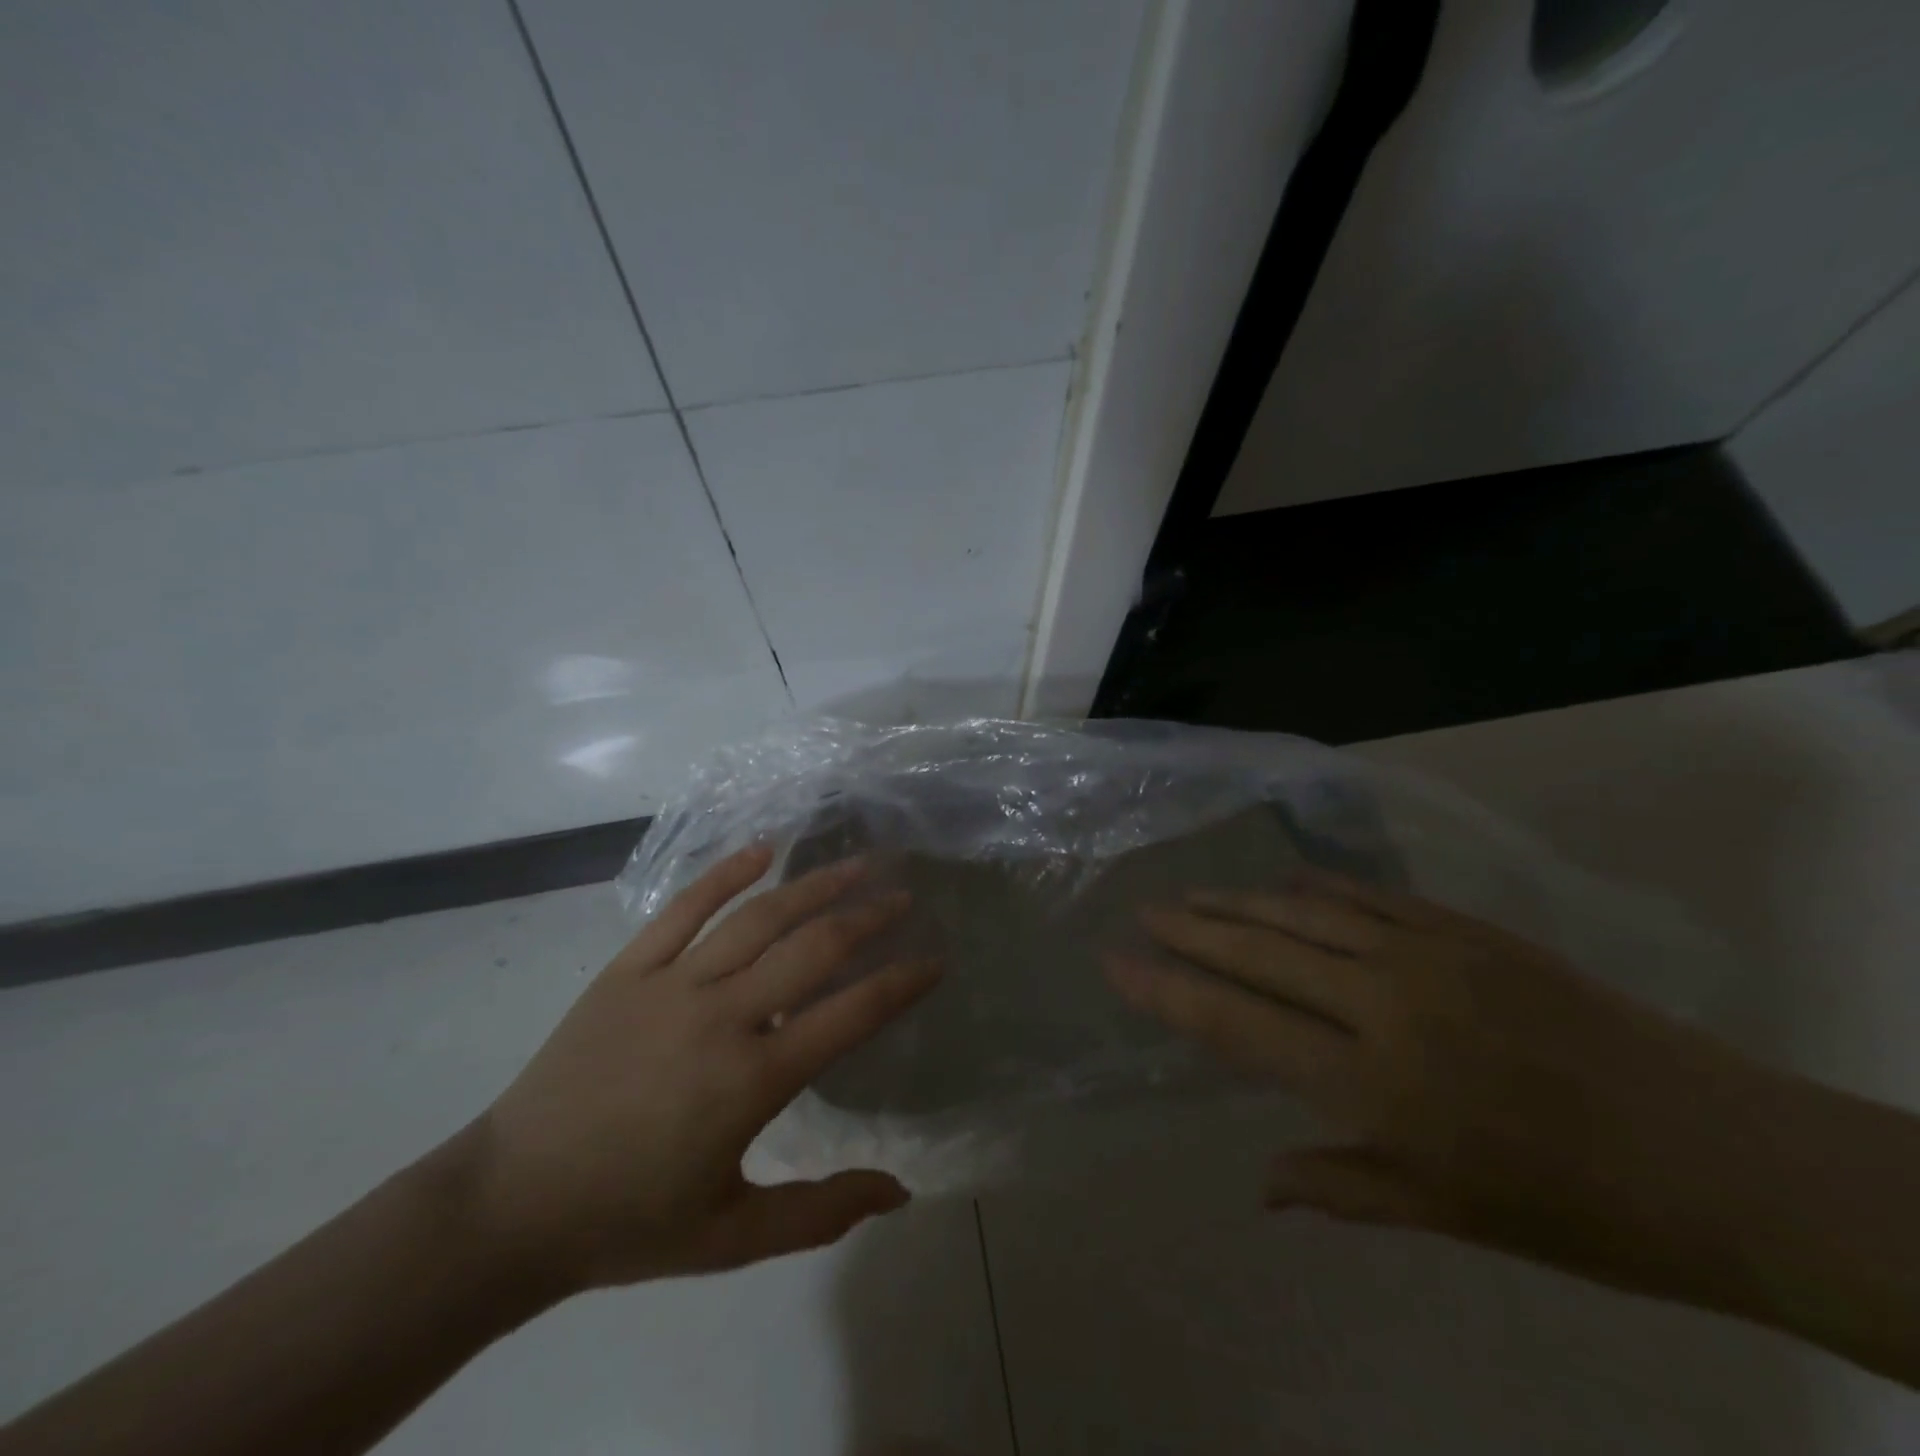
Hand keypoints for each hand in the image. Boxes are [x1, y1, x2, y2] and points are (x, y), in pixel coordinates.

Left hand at [462, 845, 938, 1293]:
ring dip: (814, 886)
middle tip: (904, 895)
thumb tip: (901, 1190)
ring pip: (758, 917)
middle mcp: (721, 1016)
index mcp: (752, 1080)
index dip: (900, 983)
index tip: (934, 960)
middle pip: (812, 948)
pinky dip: (726, 872)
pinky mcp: (628, 969)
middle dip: (868, 917)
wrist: (508, 1205)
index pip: (850, 1014)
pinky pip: (684, 908)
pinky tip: (763, 848)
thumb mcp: (733, 1237)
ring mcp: (671, 984)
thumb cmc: (629, 1222)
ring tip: (857, 865)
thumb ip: (822, 1211)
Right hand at [1107, 872, 1793, 1309]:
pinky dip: (1317, 886)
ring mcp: (1427, 955)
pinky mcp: (1467, 929)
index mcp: (1370, 1083)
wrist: (1718, 1154)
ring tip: (1193, 892)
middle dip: (1190, 929)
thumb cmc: (1570, 1208)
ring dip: (1240, 901)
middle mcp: (1383, 1004)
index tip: (1117, 962)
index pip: (1235, 1023)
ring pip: (1305, 912)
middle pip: (1258, 952)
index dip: (1167, 990)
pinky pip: (1370, 895)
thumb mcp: (1445, 1217)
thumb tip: (1259, 1184)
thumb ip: (1339, 1185)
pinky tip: (1285, 879)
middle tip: (1143, 911)